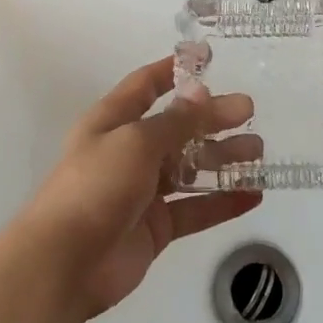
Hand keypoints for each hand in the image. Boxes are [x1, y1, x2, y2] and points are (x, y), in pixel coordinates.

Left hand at [17, 56, 262, 318]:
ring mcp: (143, 191)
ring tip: (258, 152)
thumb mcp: (136, 142)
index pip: (146, 85)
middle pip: (177, 127)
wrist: (63, 265)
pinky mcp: (156, 227)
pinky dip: (223, 201)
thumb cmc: (95, 187)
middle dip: (212, 118)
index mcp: (113, 121)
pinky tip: (253, 195)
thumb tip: (202, 92)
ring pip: (190, 167)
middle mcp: (129, 151)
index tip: (209, 57)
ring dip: (223, 158)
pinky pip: (195, 208)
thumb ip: (175, 121)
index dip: (175, 70)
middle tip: (250, 111)